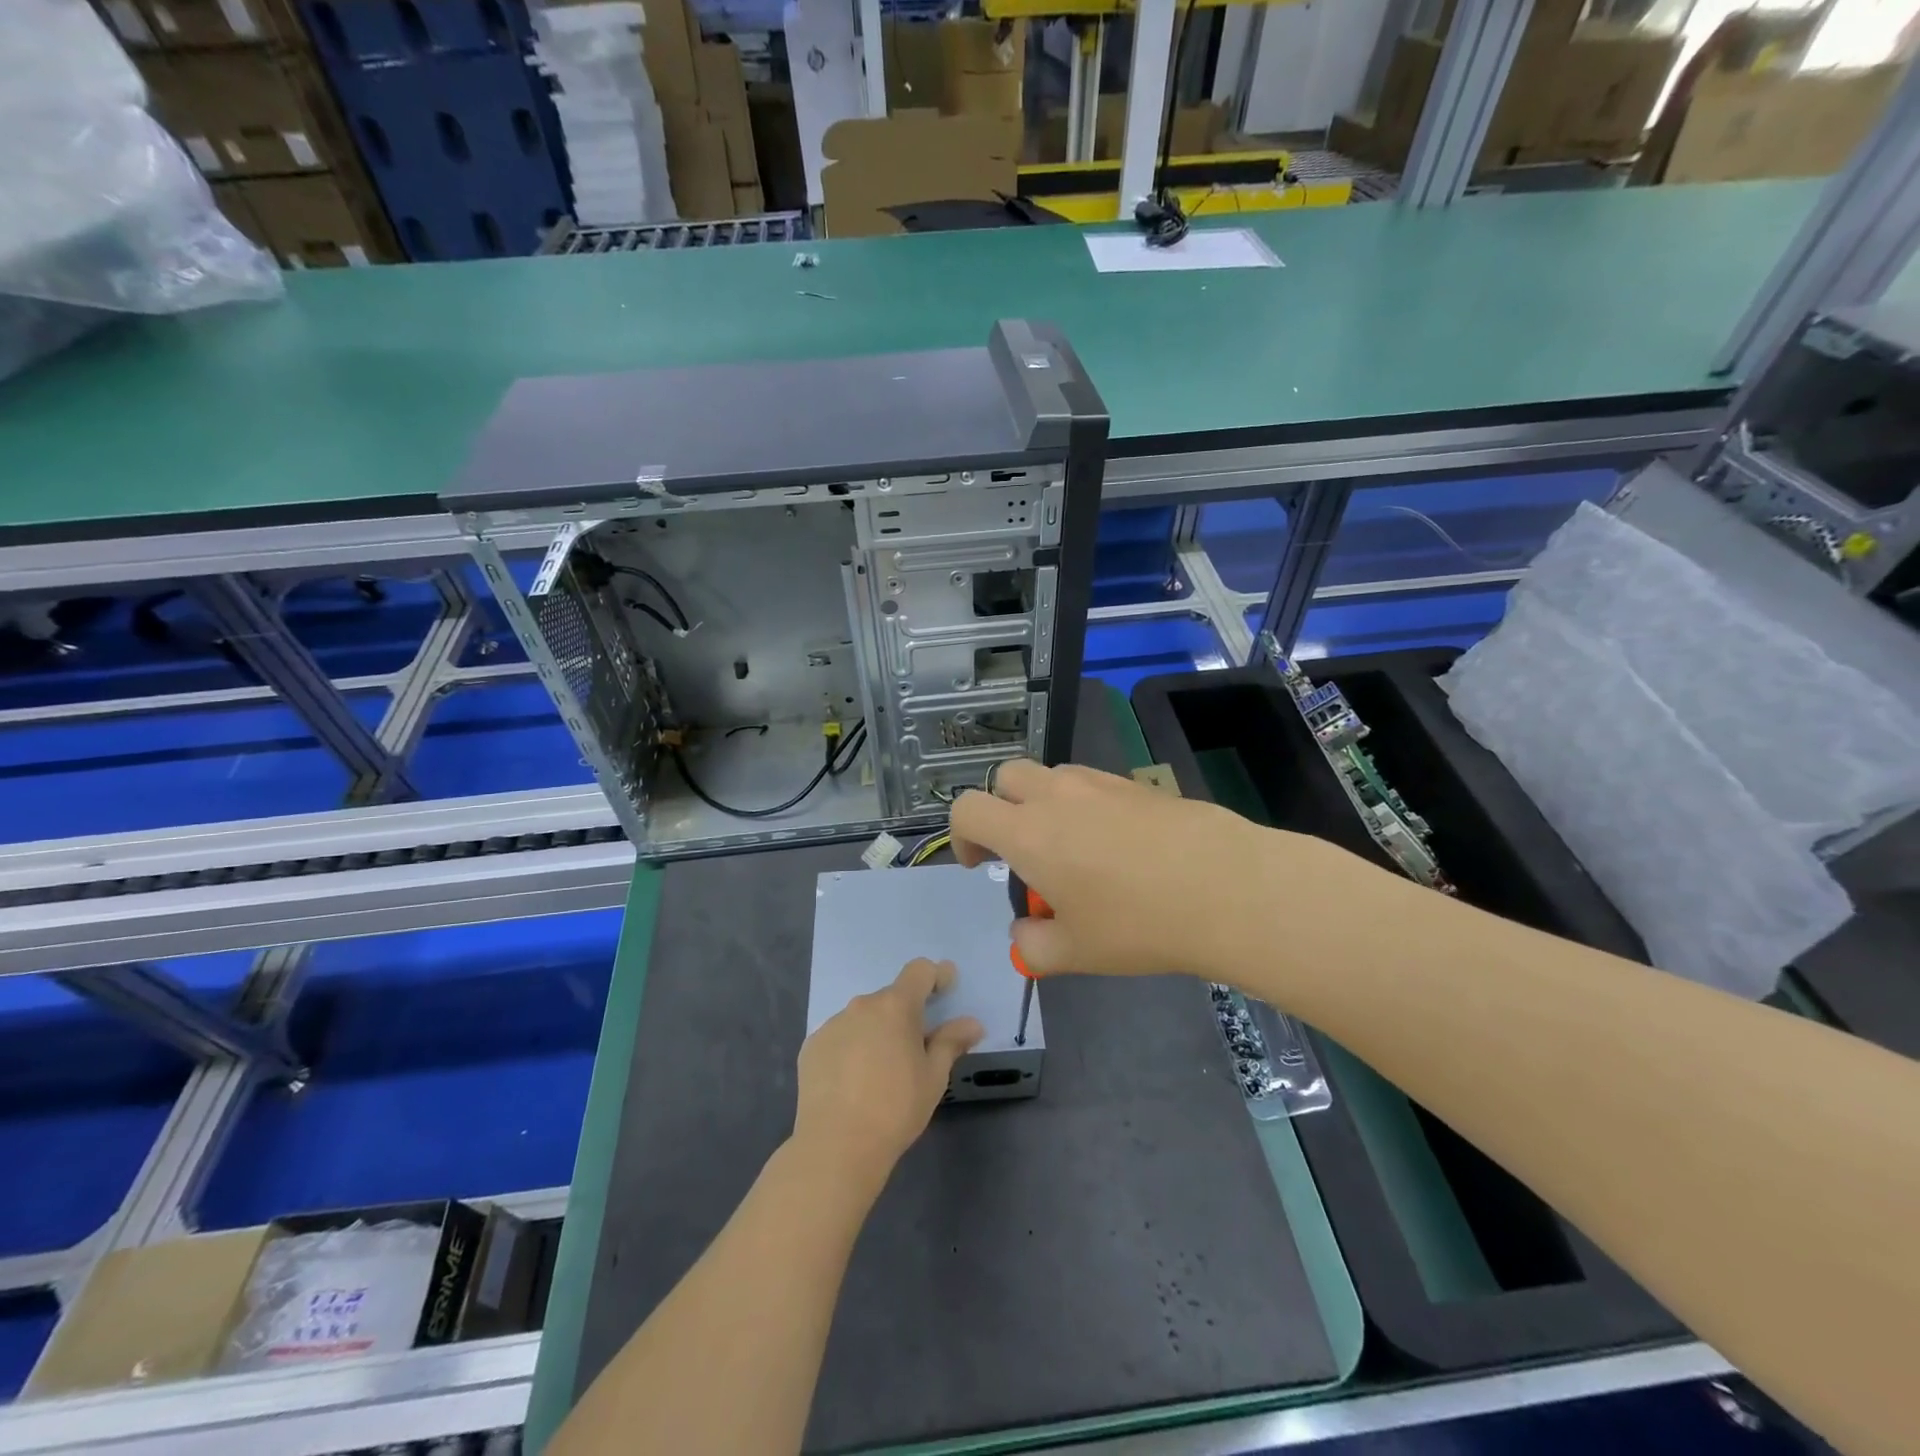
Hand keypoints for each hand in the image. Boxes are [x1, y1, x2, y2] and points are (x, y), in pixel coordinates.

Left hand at [793, 958, 982, 1193]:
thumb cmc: (896, 1108)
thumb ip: (951, 1042)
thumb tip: (972, 1023)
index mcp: (895, 1006)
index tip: (947, 987)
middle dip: (906, 1015)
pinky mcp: (811, 1047)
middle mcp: (861, 1006)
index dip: (936, 975)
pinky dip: (851, 1049)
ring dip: (876, 1032)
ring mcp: (832, 1025)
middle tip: (915, 1049)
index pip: (919, 971)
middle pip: (890, 998)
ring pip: (863, 1018)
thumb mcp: (933, 1077)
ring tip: (881, 1071)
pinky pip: (840, 1037)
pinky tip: (852, 1082)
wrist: (836, 1146)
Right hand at [951, 759, 1369, 982]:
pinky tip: (1115, 843)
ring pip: (1050, 776)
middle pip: (1005, 777)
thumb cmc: (1138, 924)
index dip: (961, 835)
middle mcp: (1055, 797)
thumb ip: (1031, 945)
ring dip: (1042, 803)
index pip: (967, 809)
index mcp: (1028, 834)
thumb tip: (1024, 932)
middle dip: (1000, 807)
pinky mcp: (1136, 784)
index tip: (979, 864)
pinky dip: (1083, 803)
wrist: (1226, 887)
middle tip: (1021, 850)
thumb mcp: (1074, 953)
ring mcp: (1099, 784)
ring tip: (1071, 847)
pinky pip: (1091, 782)